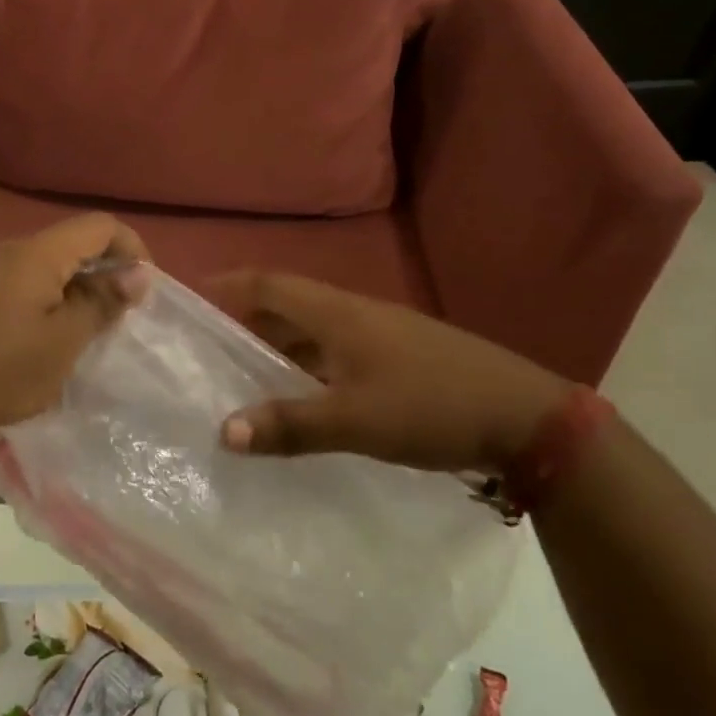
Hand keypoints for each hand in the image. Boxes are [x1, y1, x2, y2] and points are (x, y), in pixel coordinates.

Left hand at [0, 213, 149, 453]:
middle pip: (75, 241)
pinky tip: (59, 333)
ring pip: (53, 262)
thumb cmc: (5, 369)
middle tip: (124, 312)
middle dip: (106, 269)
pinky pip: (30, 279)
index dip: (131, 248)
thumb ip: (103, 301)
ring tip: (95, 327)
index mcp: (37, 252)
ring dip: (81, 286)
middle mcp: (13, 249)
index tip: (144, 289)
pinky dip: (55, 296)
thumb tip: (139, 274)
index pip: (99, 225)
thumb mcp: (66, 339)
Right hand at [207, 271, 571, 473]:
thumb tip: (223, 431)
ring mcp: (379, 334)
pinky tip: (304, 395)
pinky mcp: (398, 357)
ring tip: (244, 373)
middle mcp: (353, 313)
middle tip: (208, 344)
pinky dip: (308, 365)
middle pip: (287, 304)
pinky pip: (336, 351)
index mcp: (336, 313)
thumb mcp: (355, 420)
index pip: (268, 284)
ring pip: (313, 330)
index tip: (192, 297)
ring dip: (278, 344)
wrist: (524, 416)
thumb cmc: (430, 405)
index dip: (229, 285)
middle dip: (246, 318)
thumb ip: (290, 425)